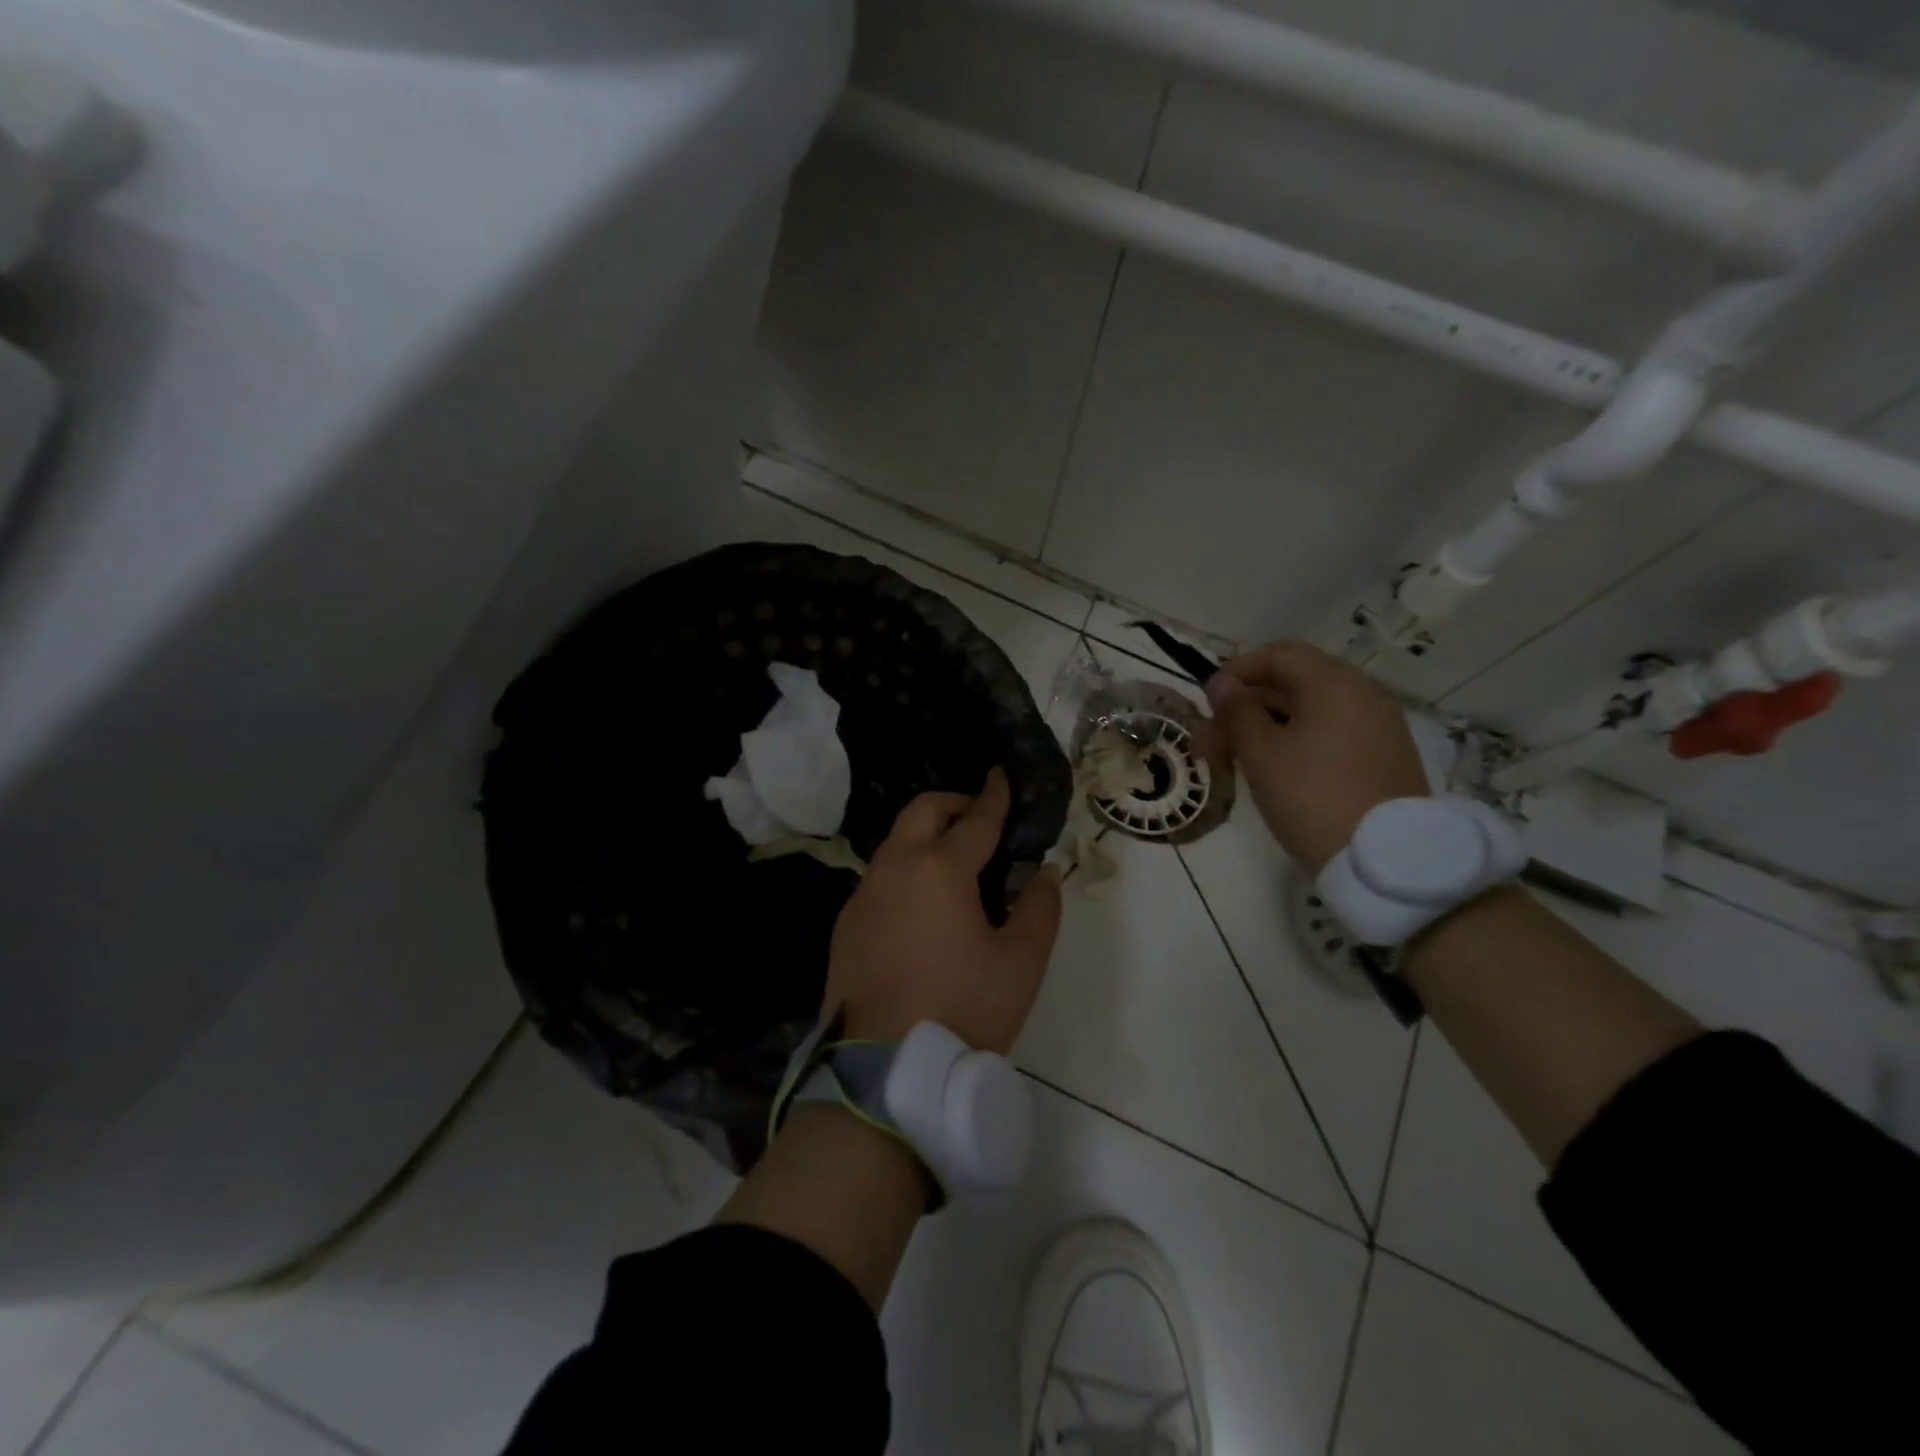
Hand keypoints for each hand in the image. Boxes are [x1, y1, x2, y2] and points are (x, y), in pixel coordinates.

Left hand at [825, 768, 1062, 1051]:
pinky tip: (921, 903)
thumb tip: (1044, 871)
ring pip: (895, 842)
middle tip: (979, 817)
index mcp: (940, 869)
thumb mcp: (1020, 964)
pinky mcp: (845, 923)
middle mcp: (895, 868)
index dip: (994, 796)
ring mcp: (863, 894)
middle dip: (954, 803)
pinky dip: (905, 869)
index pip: (976, 819)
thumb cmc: (963, 1010)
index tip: (1002, 775)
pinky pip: (879, 877)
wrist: (883, 1072)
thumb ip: (1040, 908)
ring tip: (954, 861)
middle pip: (923, 811)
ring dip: (925, 836)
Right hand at [1206, 640, 1429, 874]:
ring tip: (1239, 758)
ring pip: (1313, 709)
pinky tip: (1279, 771)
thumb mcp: (1261, 754)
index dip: (1238, 670)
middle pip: (1296, 680)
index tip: (1209, 700)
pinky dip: (1300, 739)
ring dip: (1270, 724)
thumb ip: (1237, 712)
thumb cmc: (1312, 798)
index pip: (1279, 654)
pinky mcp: (1386, 756)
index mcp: (1334, 684)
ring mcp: (1380, 726)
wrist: (1386, 861)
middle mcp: (1363, 694)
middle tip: (1215, 737)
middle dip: (1249, 703)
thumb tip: (1222, 682)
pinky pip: (1334, 732)